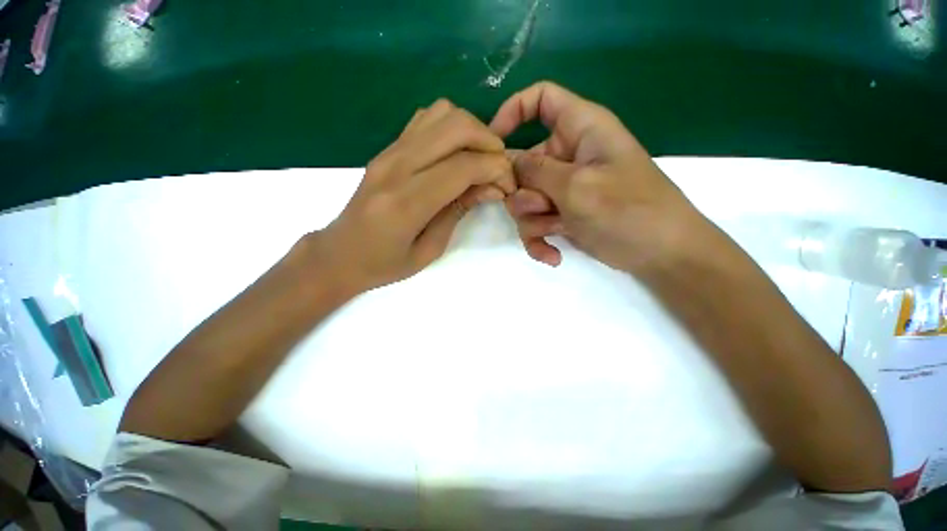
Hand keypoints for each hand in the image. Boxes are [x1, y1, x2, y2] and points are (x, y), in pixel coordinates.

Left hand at [306, 99, 514, 295]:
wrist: (339, 254)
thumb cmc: (384, 264)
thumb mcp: (429, 249)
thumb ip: (459, 211)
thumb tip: (492, 186)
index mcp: (406, 202)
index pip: (463, 166)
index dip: (496, 170)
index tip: (508, 185)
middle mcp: (396, 166)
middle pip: (455, 127)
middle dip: (489, 142)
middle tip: (498, 168)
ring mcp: (388, 152)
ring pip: (441, 113)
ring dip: (471, 131)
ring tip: (479, 159)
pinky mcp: (386, 148)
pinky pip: (425, 119)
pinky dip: (449, 128)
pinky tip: (455, 154)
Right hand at [490, 82, 706, 272]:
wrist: (660, 254)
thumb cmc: (628, 210)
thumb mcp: (578, 186)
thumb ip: (537, 171)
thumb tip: (508, 163)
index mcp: (581, 129)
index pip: (541, 98)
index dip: (512, 111)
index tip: (494, 144)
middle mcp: (568, 156)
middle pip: (523, 162)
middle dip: (524, 191)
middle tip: (542, 208)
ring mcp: (564, 189)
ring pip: (525, 199)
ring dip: (533, 220)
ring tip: (556, 230)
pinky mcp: (563, 215)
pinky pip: (535, 224)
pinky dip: (539, 240)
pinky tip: (552, 255)